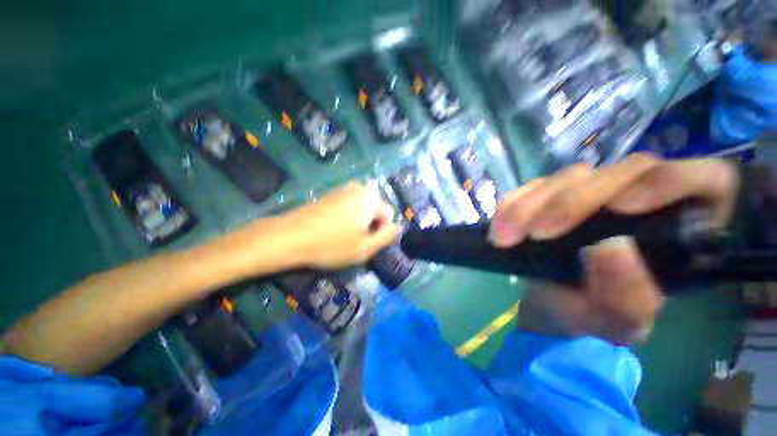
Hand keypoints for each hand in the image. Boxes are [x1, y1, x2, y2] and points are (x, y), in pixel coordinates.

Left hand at [283, 181, 401, 268]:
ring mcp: (342, 189)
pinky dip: (347, 217)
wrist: (289, 236)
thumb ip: (386, 237)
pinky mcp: (330, 194)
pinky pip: (349, 205)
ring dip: (359, 222)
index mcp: (370, 199)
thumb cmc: (331, 244)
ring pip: (362, 208)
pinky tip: (333, 228)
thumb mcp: (364, 248)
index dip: (380, 232)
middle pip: (375, 210)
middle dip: (370, 225)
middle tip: (354, 240)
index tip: (365, 243)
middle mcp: (359, 188)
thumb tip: (398, 227)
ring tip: (343, 236)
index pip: (388, 214)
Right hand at [489, 154, 739, 343]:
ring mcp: (589, 190)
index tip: (623, 210)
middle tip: (535, 236)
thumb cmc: (595, 313)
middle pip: (618, 173)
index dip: (669, 183)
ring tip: (506, 238)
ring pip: (566, 178)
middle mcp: (637, 196)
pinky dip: (511, 206)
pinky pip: (529, 188)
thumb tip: (608, 247)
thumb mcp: (618, 322)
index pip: (702, 180)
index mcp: (678, 226)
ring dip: (531, 206)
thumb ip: (628, 298)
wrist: (553, 303)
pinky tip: (499, 228)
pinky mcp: (550, 194)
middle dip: (571, 204)